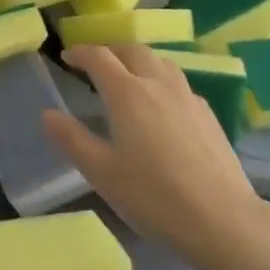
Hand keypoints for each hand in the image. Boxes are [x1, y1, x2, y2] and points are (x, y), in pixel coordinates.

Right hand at [42, 44, 269, 269]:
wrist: (222, 219)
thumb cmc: (154, 195)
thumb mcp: (102, 172)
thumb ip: (72, 139)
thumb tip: (47, 114)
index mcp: (127, 92)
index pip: (99, 56)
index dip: (80, 52)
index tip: (67, 56)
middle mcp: (157, 83)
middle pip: (131, 50)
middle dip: (110, 50)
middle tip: (96, 63)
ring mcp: (187, 96)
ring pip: (159, 61)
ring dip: (138, 60)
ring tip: (129, 77)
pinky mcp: (208, 114)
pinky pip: (178, 82)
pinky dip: (161, 80)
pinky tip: (162, 105)